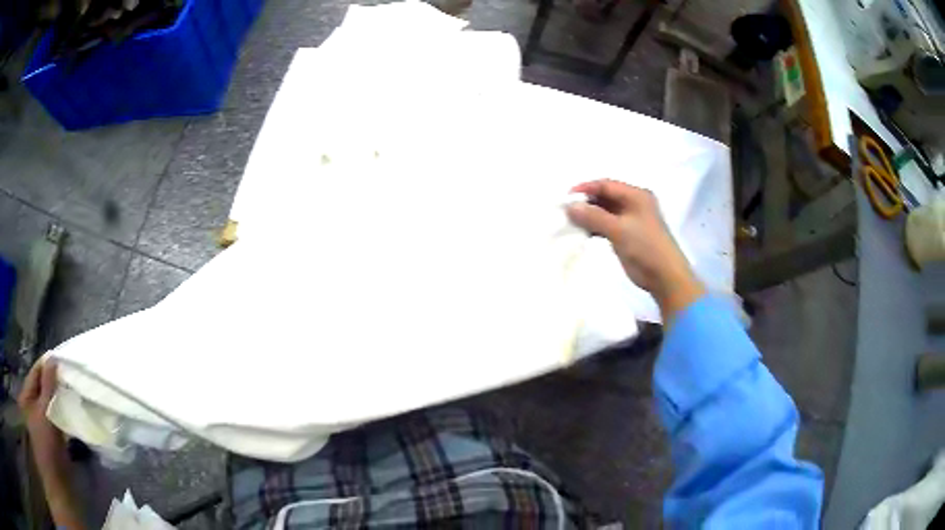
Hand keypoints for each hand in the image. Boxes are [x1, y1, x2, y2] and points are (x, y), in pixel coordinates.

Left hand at [17, 361, 84, 529]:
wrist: (59, 483)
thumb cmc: (45, 443)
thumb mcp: (43, 412)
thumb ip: (47, 386)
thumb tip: (54, 359)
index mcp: (28, 396)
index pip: (36, 373)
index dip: (47, 365)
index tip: (63, 358)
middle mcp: (35, 406)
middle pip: (45, 388)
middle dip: (58, 382)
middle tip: (73, 375)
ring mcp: (46, 423)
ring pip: (55, 404)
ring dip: (64, 399)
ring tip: (78, 391)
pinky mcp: (58, 438)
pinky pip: (62, 419)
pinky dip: (69, 415)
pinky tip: (78, 412)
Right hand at [566, 179, 703, 321]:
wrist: (665, 276)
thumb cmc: (646, 247)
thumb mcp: (619, 229)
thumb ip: (594, 216)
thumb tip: (569, 206)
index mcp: (636, 195)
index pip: (606, 185)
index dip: (586, 188)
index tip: (566, 197)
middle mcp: (633, 203)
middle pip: (605, 196)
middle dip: (586, 202)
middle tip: (565, 211)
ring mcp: (631, 219)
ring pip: (605, 211)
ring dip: (589, 215)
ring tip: (570, 222)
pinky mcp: (627, 234)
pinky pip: (607, 224)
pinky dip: (595, 227)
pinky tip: (582, 233)